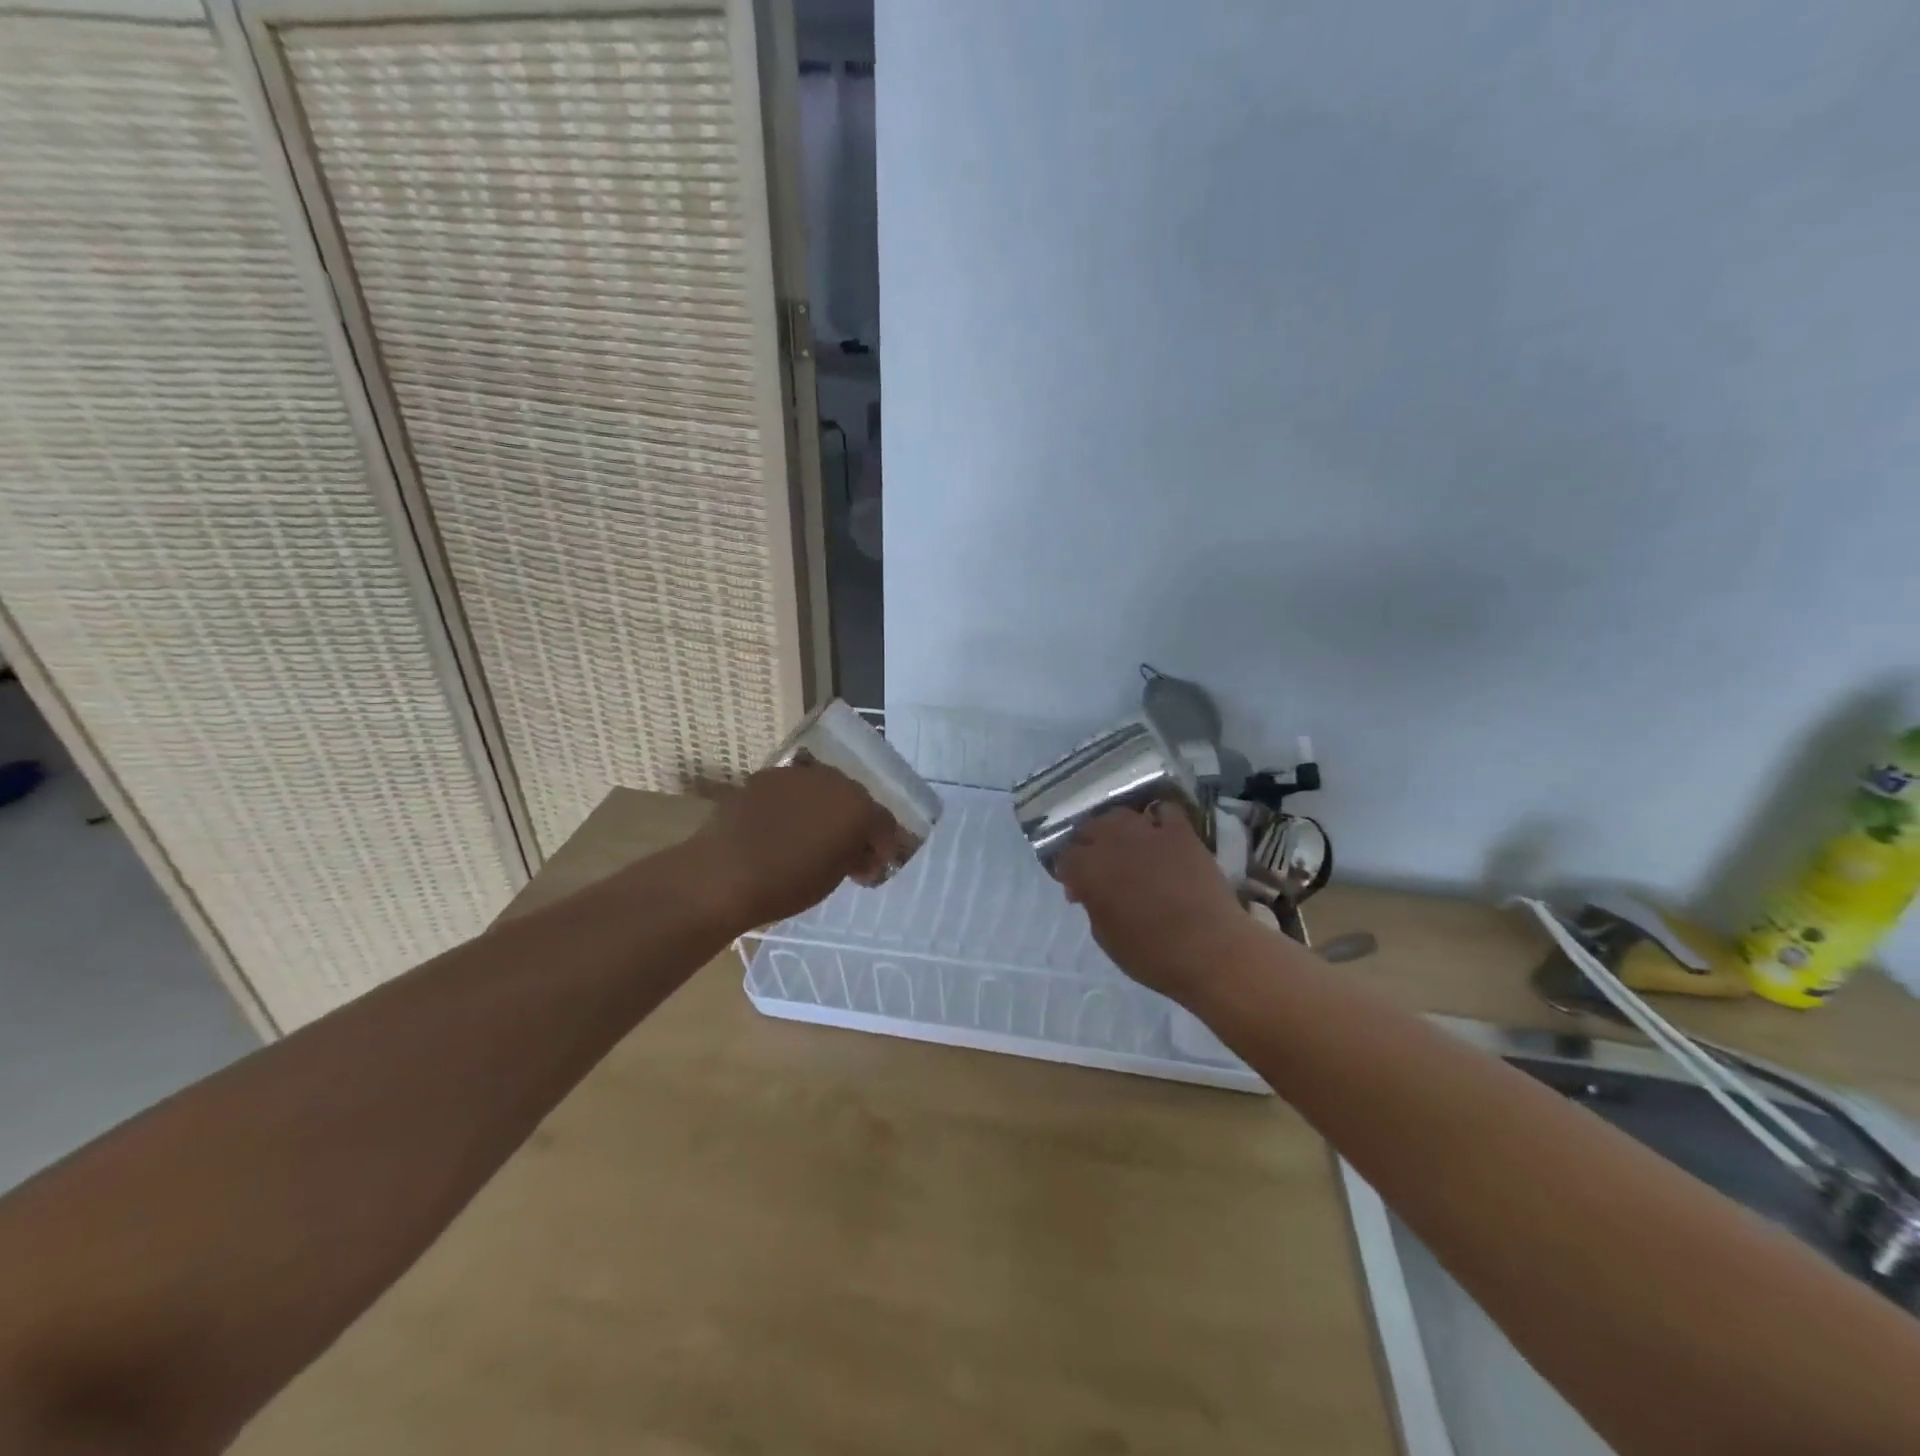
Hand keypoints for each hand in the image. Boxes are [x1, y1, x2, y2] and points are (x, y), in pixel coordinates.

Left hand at [687, 763, 911, 930]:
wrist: (724, 874)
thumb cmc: (788, 884)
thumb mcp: (834, 877)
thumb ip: (856, 856)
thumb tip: (862, 851)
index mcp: (858, 807)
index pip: (885, 823)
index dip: (884, 846)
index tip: (872, 867)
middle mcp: (834, 780)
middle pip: (855, 799)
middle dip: (855, 823)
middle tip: (845, 851)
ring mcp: (798, 774)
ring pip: (823, 789)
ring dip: (825, 809)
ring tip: (811, 837)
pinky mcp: (766, 776)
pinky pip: (792, 789)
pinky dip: (795, 805)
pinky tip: (782, 826)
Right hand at [1053, 802, 1250, 1002]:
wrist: (1210, 950)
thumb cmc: (1152, 955)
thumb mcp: (1105, 937)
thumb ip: (1092, 904)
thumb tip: (1087, 890)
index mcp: (1089, 869)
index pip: (1064, 857)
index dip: (1067, 872)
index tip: (1076, 889)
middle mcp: (1113, 841)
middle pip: (1089, 827)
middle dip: (1088, 844)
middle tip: (1098, 866)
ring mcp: (1149, 832)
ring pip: (1120, 814)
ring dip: (1116, 829)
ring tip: (1125, 846)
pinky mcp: (1181, 832)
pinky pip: (1164, 811)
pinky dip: (1157, 819)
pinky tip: (1159, 834)